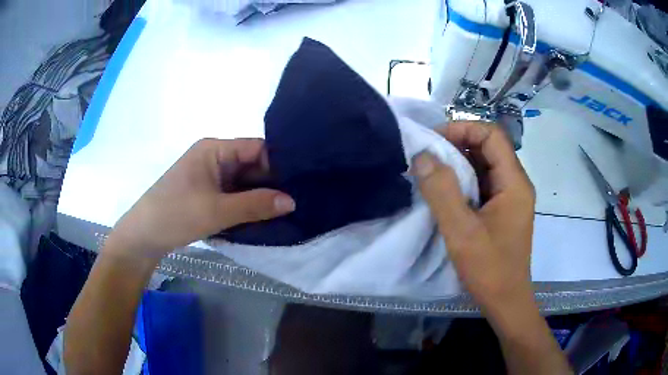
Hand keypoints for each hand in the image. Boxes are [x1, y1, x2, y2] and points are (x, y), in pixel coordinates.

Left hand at [106, 138, 295, 260]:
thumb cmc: (176, 215)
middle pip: (250, 165)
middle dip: (270, 183)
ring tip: (284, 211)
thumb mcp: (217, 210)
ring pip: (242, 182)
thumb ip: (256, 205)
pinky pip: (232, 194)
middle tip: (296, 201)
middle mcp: (213, 157)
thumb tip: (292, 201)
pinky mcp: (205, 192)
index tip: (299, 183)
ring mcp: (208, 176)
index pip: (256, 148)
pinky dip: (245, 204)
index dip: (278, 164)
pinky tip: (261, 217)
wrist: (143, 236)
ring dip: (258, 196)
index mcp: (214, 149)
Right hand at [412, 121, 535, 314]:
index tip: (434, 141)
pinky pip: (482, 184)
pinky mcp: (501, 211)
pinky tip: (444, 191)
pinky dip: (462, 181)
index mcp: (514, 183)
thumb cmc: (489, 270)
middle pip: (489, 148)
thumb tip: (422, 155)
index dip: (463, 129)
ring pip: (485, 166)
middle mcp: (516, 184)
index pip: (492, 136)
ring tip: (431, 170)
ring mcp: (510, 198)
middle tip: (427, 155)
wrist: (506, 302)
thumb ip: (442, 192)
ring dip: (458, 163)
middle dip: (458, 144)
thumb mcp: (462, 232)